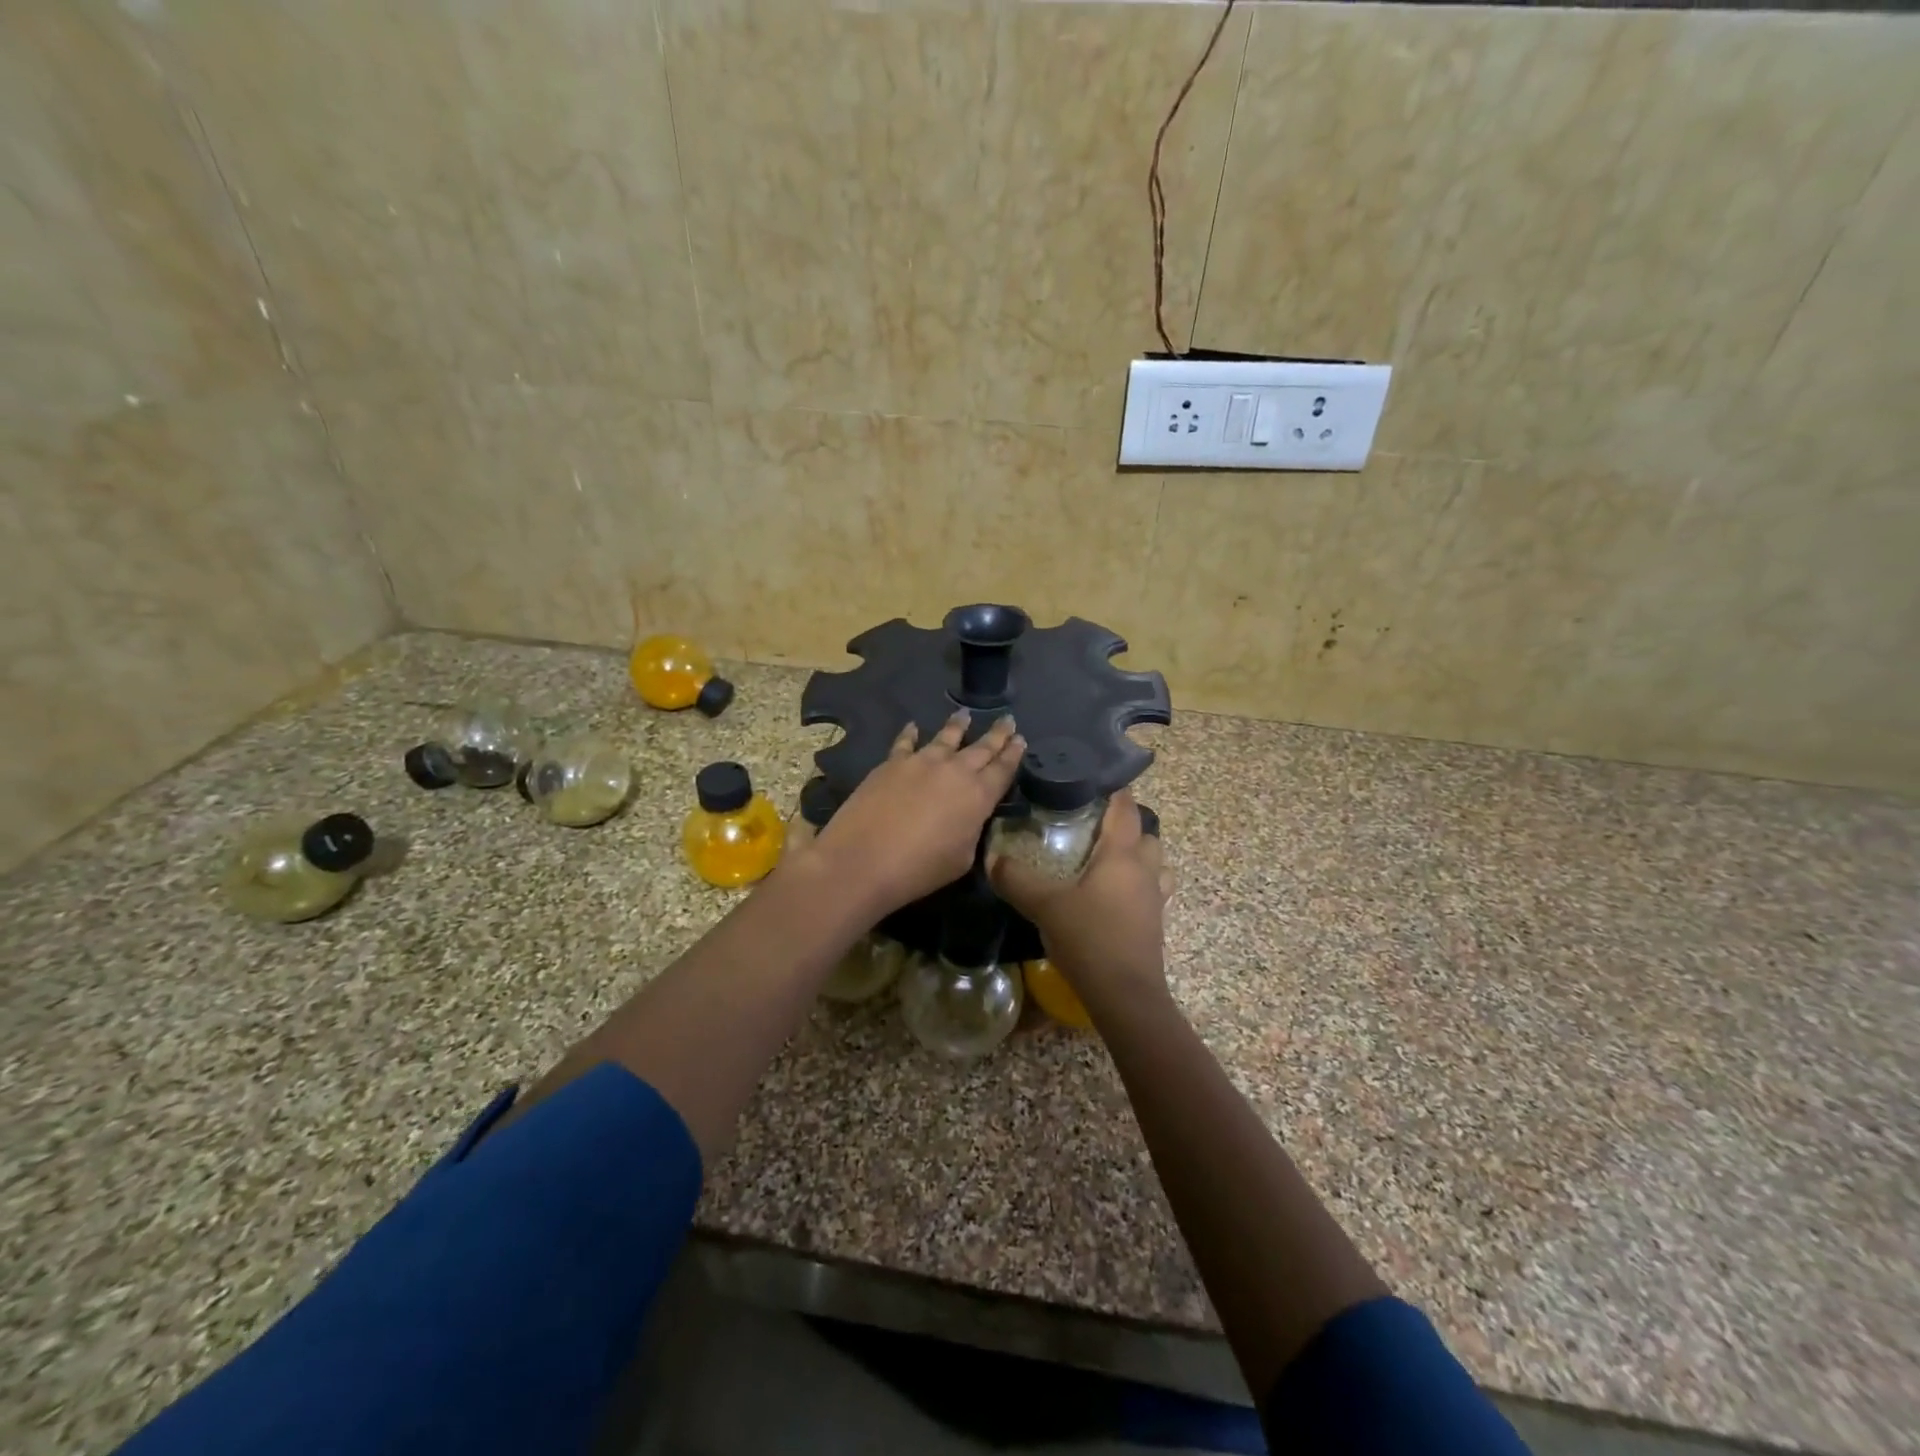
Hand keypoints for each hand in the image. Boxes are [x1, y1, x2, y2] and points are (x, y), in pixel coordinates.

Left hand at [813, 711, 1023, 916]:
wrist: (864, 859)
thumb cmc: (920, 868)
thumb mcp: (962, 858)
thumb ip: (970, 831)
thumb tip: (967, 818)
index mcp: (978, 796)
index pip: (1003, 769)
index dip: (1014, 754)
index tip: (1021, 739)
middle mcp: (954, 771)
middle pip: (982, 747)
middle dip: (997, 734)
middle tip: (1007, 720)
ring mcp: (921, 762)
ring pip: (946, 737)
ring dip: (958, 726)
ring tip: (965, 714)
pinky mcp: (892, 763)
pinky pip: (905, 743)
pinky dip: (911, 734)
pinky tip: (913, 726)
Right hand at [989, 790, 1172, 1016]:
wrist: (1125, 996)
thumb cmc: (1089, 939)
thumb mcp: (1045, 905)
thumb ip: (1017, 879)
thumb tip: (992, 858)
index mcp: (1122, 855)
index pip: (1125, 808)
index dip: (1114, 791)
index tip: (1094, 781)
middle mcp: (1145, 870)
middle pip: (1145, 834)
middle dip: (1125, 825)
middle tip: (1092, 826)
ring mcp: (1155, 898)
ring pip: (1154, 863)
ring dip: (1137, 856)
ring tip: (1106, 860)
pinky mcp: (1155, 923)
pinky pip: (1152, 890)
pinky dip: (1137, 884)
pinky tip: (1112, 896)